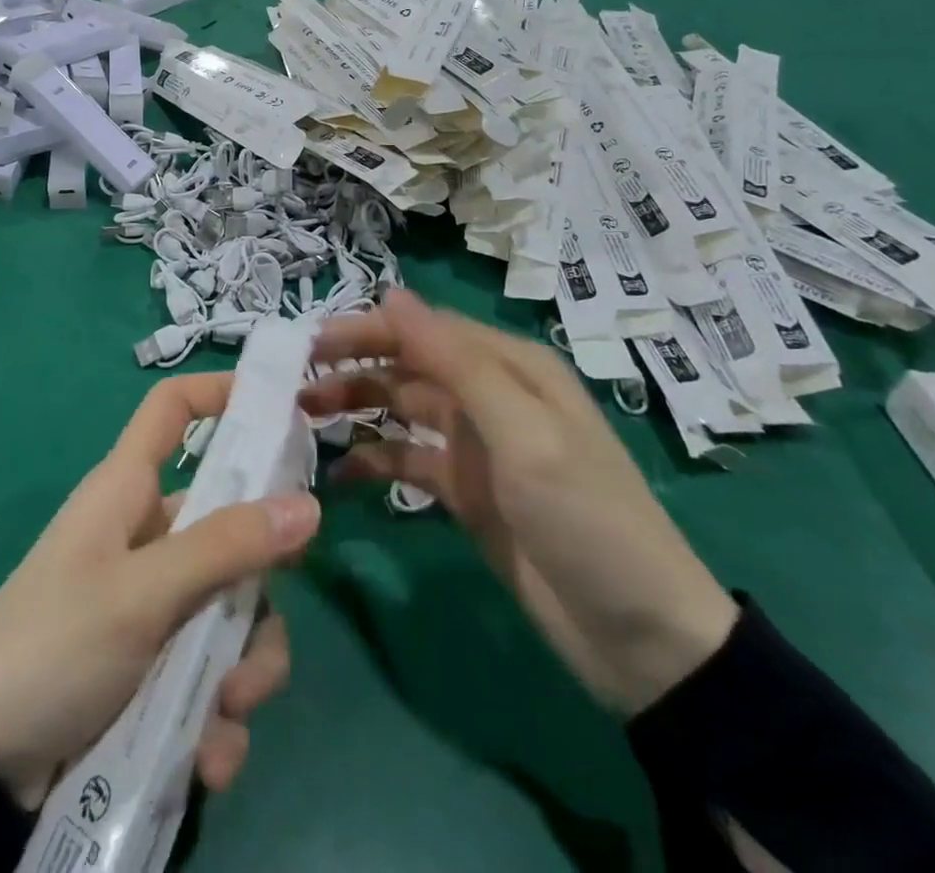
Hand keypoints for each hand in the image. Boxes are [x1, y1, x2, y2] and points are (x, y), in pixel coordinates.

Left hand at [0, 371, 318, 810]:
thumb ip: (225, 547)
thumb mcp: (142, 593)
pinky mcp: (157, 662)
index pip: (172, 407)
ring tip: (226, 711)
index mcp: (130, 489)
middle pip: (230, 522)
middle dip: (258, 584)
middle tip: (260, 629)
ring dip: (245, 667)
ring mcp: (155, 600)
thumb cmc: (55, 644)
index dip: (220, 391)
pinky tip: (207, 756)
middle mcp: (149, 534)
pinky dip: (218, 716)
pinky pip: (213, 671)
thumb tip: (309, 504)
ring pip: (233, 606)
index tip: (283, 408)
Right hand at [305, 289, 736, 714]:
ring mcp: (474, 444)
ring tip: (302, 417)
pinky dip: (373, 460)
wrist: (642, 640)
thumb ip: (456, 362)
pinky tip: (339, 474)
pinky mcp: (463, 490)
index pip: (423, 330)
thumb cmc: (586, 518)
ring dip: (354, 407)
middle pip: (406, 364)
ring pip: (400, 408)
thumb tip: (392, 294)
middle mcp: (487, 395)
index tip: (307, 342)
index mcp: (508, 367)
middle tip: (292, 380)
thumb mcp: (524, 433)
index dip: (364, 329)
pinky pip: (407, 460)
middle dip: (351, 365)